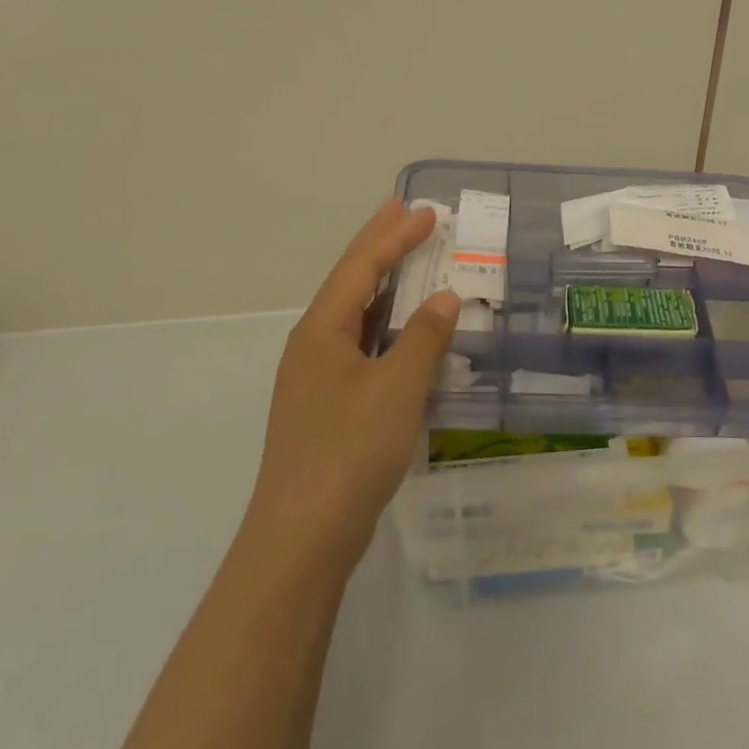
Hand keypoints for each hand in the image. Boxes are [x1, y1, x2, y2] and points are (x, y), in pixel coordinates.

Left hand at [246, 200, 459, 571]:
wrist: (303, 535)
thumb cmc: (349, 451)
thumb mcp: (397, 388)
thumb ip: (423, 338)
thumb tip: (445, 297)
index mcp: (321, 330)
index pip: (361, 267)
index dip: (393, 236)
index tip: (425, 212)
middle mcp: (313, 345)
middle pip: (350, 282)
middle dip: (379, 246)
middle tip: (404, 212)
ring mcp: (317, 378)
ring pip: (355, 316)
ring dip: (384, 286)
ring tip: (409, 260)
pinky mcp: (329, 407)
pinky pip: (362, 347)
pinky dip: (386, 327)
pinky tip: (404, 333)